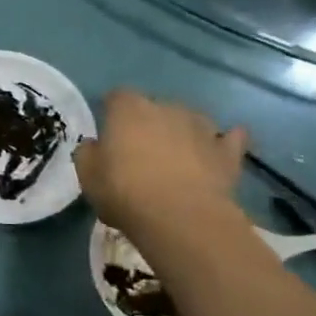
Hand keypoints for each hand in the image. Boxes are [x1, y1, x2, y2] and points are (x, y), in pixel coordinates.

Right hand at [74, 89, 248, 238]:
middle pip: (155, 107)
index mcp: (128, 110)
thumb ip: (89, 153)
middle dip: (149, 123)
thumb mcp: (87, 175)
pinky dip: (223, 142)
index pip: (117, 97)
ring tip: (176, 156)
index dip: (112, 113)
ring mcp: (202, 128)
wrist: (182, 218)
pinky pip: (229, 139)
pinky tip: (219, 148)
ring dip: (183, 132)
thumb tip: (96, 146)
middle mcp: (166, 108)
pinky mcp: (227, 152)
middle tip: (140, 151)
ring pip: (191, 119)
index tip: (108, 132)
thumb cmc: (125, 191)